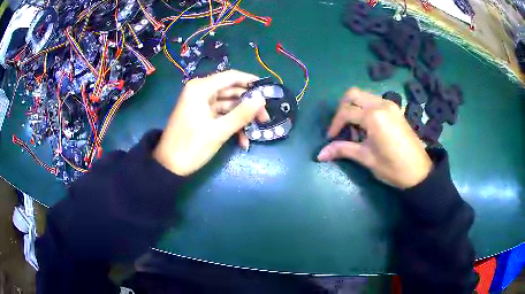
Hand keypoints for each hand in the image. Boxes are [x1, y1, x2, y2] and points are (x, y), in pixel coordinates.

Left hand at [153, 70, 268, 175]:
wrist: (169, 166)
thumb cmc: (191, 147)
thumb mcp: (218, 131)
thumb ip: (241, 114)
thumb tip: (261, 99)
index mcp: (201, 88)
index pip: (231, 77)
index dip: (251, 81)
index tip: (268, 90)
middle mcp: (200, 91)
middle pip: (231, 91)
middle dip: (248, 104)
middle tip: (265, 118)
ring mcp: (201, 103)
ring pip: (228, 104)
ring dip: (242, 117)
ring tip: (257, 131)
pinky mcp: (201, 115)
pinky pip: (221, 114)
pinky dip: (232, 124)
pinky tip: (242, 140)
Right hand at [317, 88, 431, 188]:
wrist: (419, 172)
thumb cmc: (392, 167)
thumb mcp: (366, 158)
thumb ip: (343, 150)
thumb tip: (319, 154)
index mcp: (374, 116)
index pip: (346, 112)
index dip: (334, 124)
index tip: (330, 138)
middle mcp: (381, 104)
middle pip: (353, 94)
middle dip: (342, 109)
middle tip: (341, 127)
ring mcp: (390, 105)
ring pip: (364, 96)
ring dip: (354, 108)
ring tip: (356, 130)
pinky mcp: (395, 109)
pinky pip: (374, 101)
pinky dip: (365, 109)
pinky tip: (368, 128)